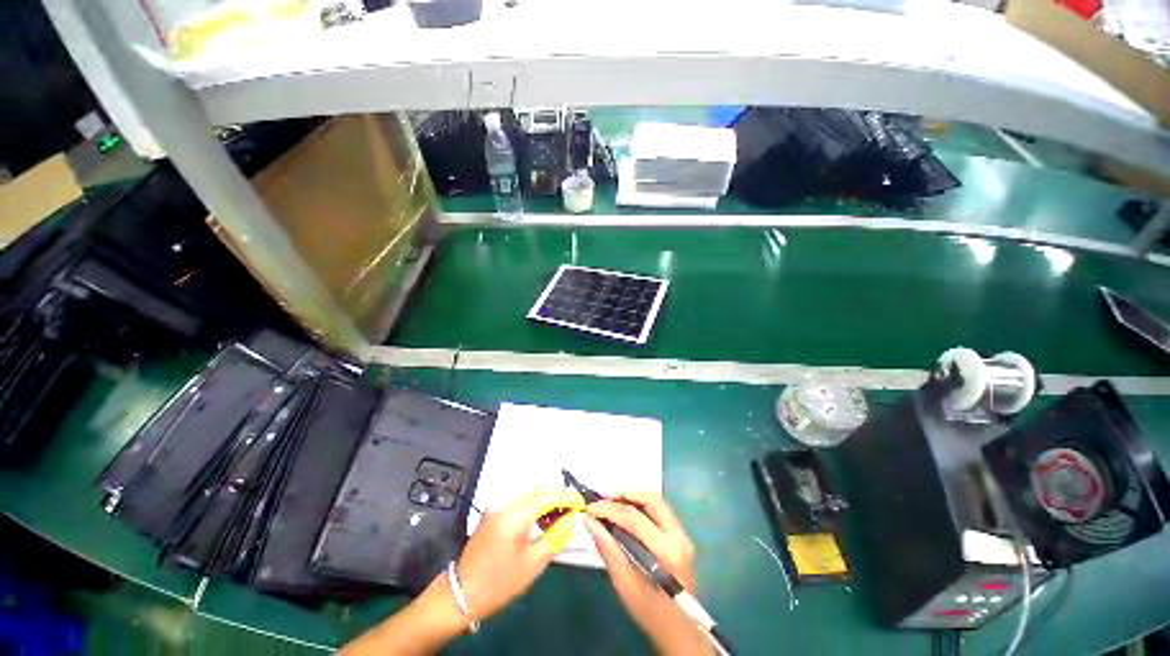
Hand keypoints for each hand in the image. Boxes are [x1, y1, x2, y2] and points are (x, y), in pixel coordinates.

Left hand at [342, 488, 583, 655]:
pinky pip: (518, 503)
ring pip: (528, 495)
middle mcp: (506, 504)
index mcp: (516, 514)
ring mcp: (497, 508)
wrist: (461, 594)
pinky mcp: (492, 514)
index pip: (547, 495)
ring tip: (559, 516)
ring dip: (545, 501)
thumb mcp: (534, 563)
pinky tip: (540, 520)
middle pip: (537, 491)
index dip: (565, 496)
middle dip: (556, 496)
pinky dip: (532, 506)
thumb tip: (570, 519)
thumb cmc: (500, 582)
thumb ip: (555, 537)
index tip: (580, 501)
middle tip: (571, 509)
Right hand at [586, 492, 710, 655]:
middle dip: (625, 494)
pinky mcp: (681, 536)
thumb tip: (590, 522)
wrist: (682, 631)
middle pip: (652, 500)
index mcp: (667, 552)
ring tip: (611, 501)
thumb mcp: (626, 586)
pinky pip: (660, 511)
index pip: (635, 519)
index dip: (610, 509)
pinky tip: (626, 510)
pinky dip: (641, 505)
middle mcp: (679, 537)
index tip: (590, 508)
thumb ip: (609, 550)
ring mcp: (683, 535)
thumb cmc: (652, 613)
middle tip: (603, 498)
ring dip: (633, 497)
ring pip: (657, 502)